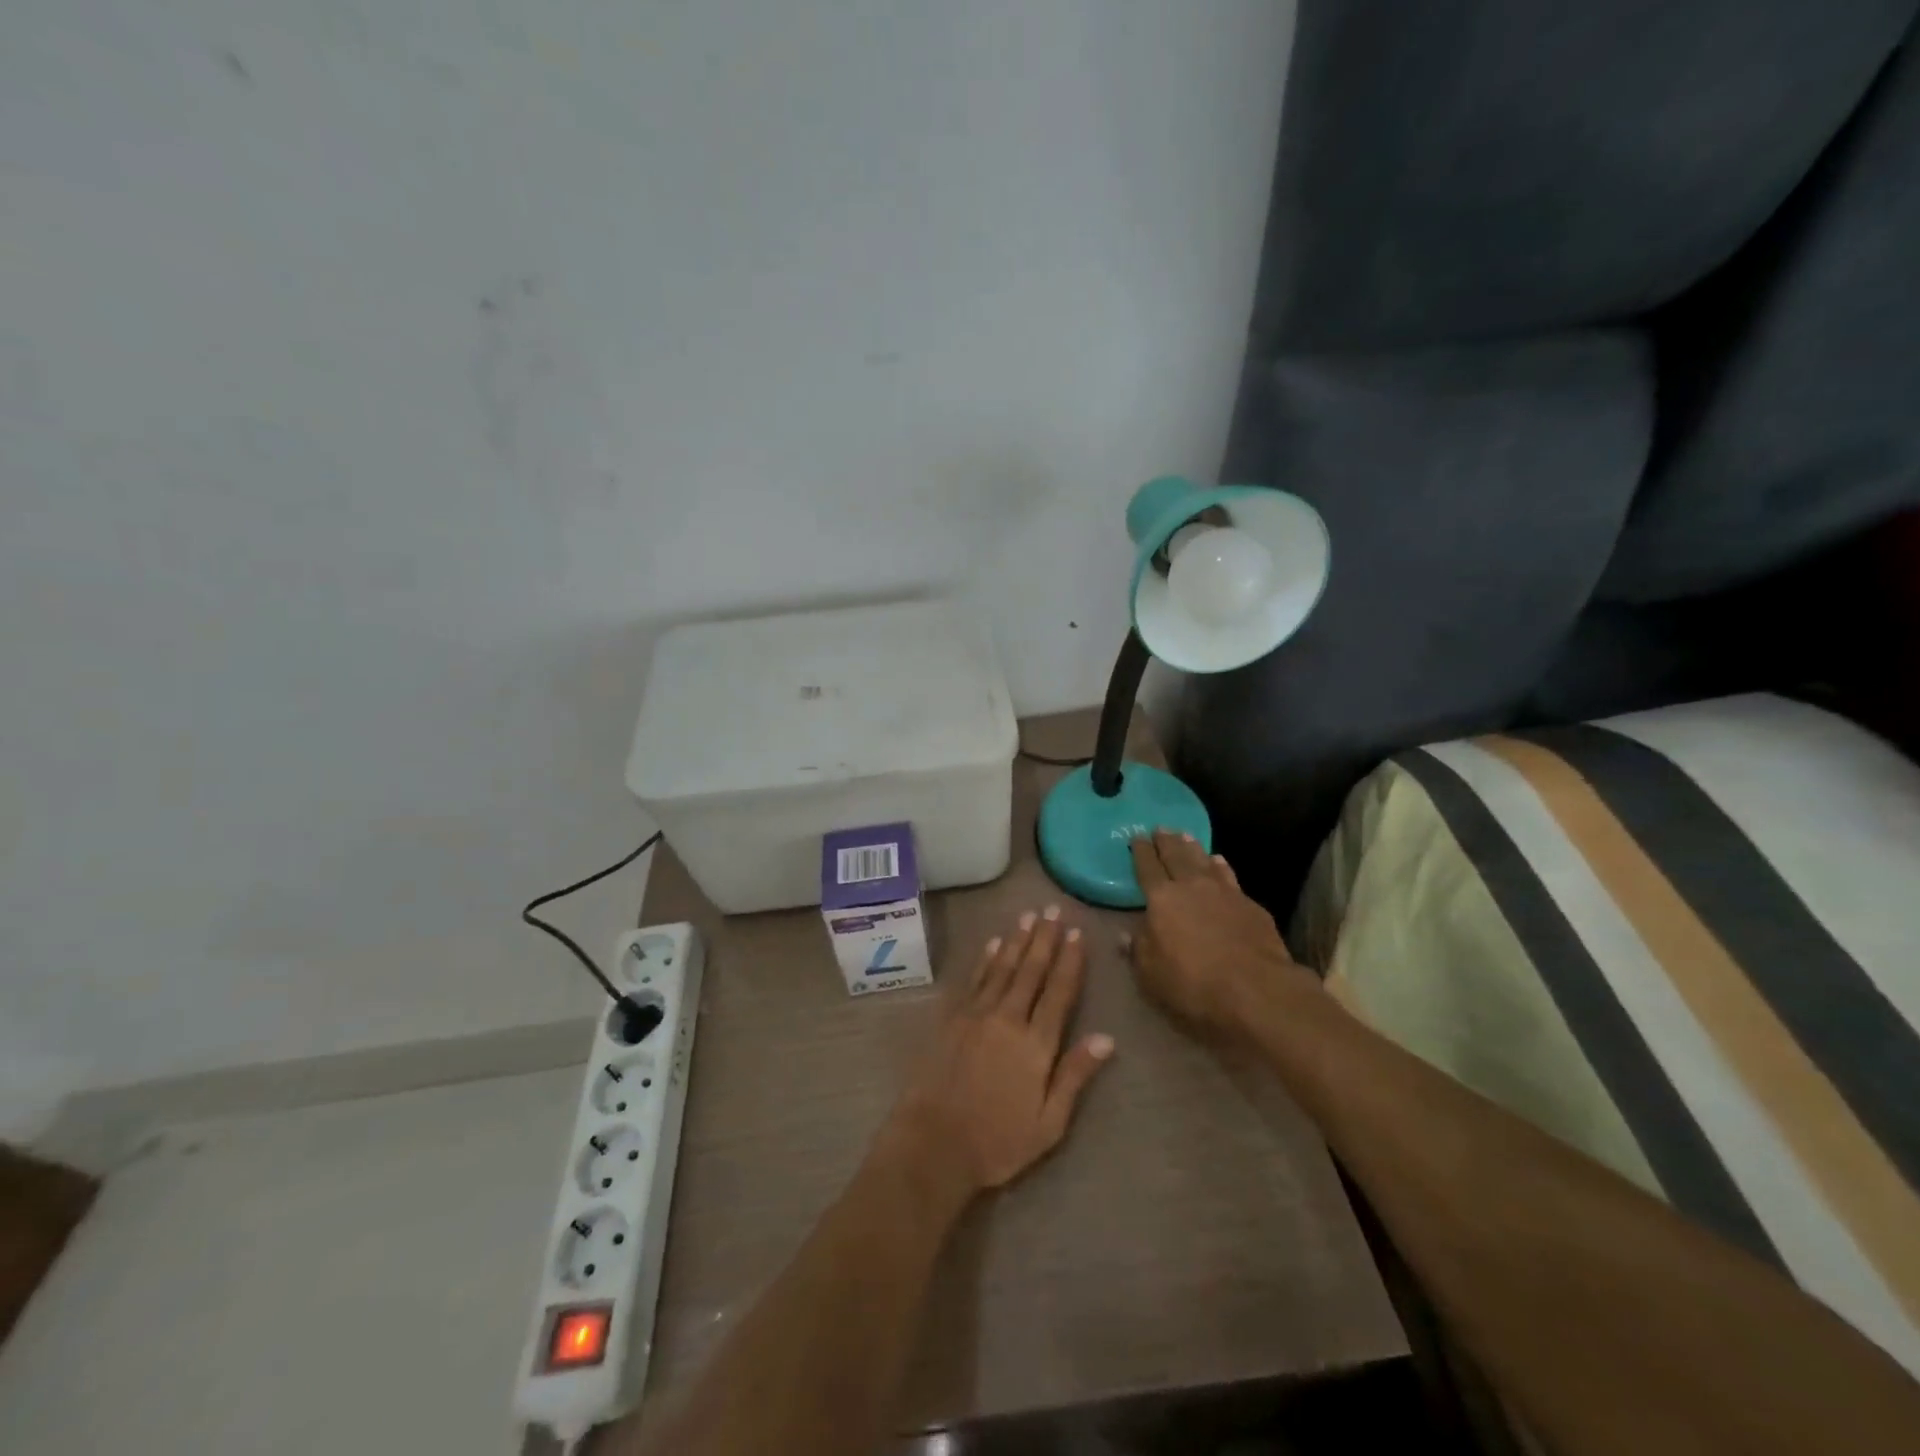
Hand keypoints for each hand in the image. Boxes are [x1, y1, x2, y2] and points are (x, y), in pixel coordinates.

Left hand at [888, 906, 1114, 1195]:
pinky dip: (984, 959)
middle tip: (1052, 909)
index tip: (1077, 933)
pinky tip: (992, 943)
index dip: (1070, 961)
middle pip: (1030, 971)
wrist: (934, 1143)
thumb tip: (1106, 1038)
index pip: (1059, 992)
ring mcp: (976, 1015)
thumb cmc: (998, 1142)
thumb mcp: (1049, 1123)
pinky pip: (972, 980)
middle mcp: (1007, 1019)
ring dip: (1016, 940)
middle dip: (1044, 938)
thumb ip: (1075, 1076)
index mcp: (1036, 1044)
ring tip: (1027, 916)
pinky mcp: (950, 1018)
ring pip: (1002, 968)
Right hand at [1125, 830, 1317, 1034]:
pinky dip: (1221, 866)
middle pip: (1177, 856)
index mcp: (1162, 899)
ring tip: (1187, 837)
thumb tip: (1125, 935)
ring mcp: (1225, 893)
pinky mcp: (1251, 905)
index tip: (1137, 837)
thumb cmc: (1193, 984)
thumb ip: (1138, 950)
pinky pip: (1229, 876)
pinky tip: (1220, 862)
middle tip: (1161, 829)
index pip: (1147, 868)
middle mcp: (1192, 887)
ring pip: (1205, 861)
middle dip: (1167, 841)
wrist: (1257, 990)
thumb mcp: (1150, 975)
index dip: (1141, 852)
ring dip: (1194, 848)